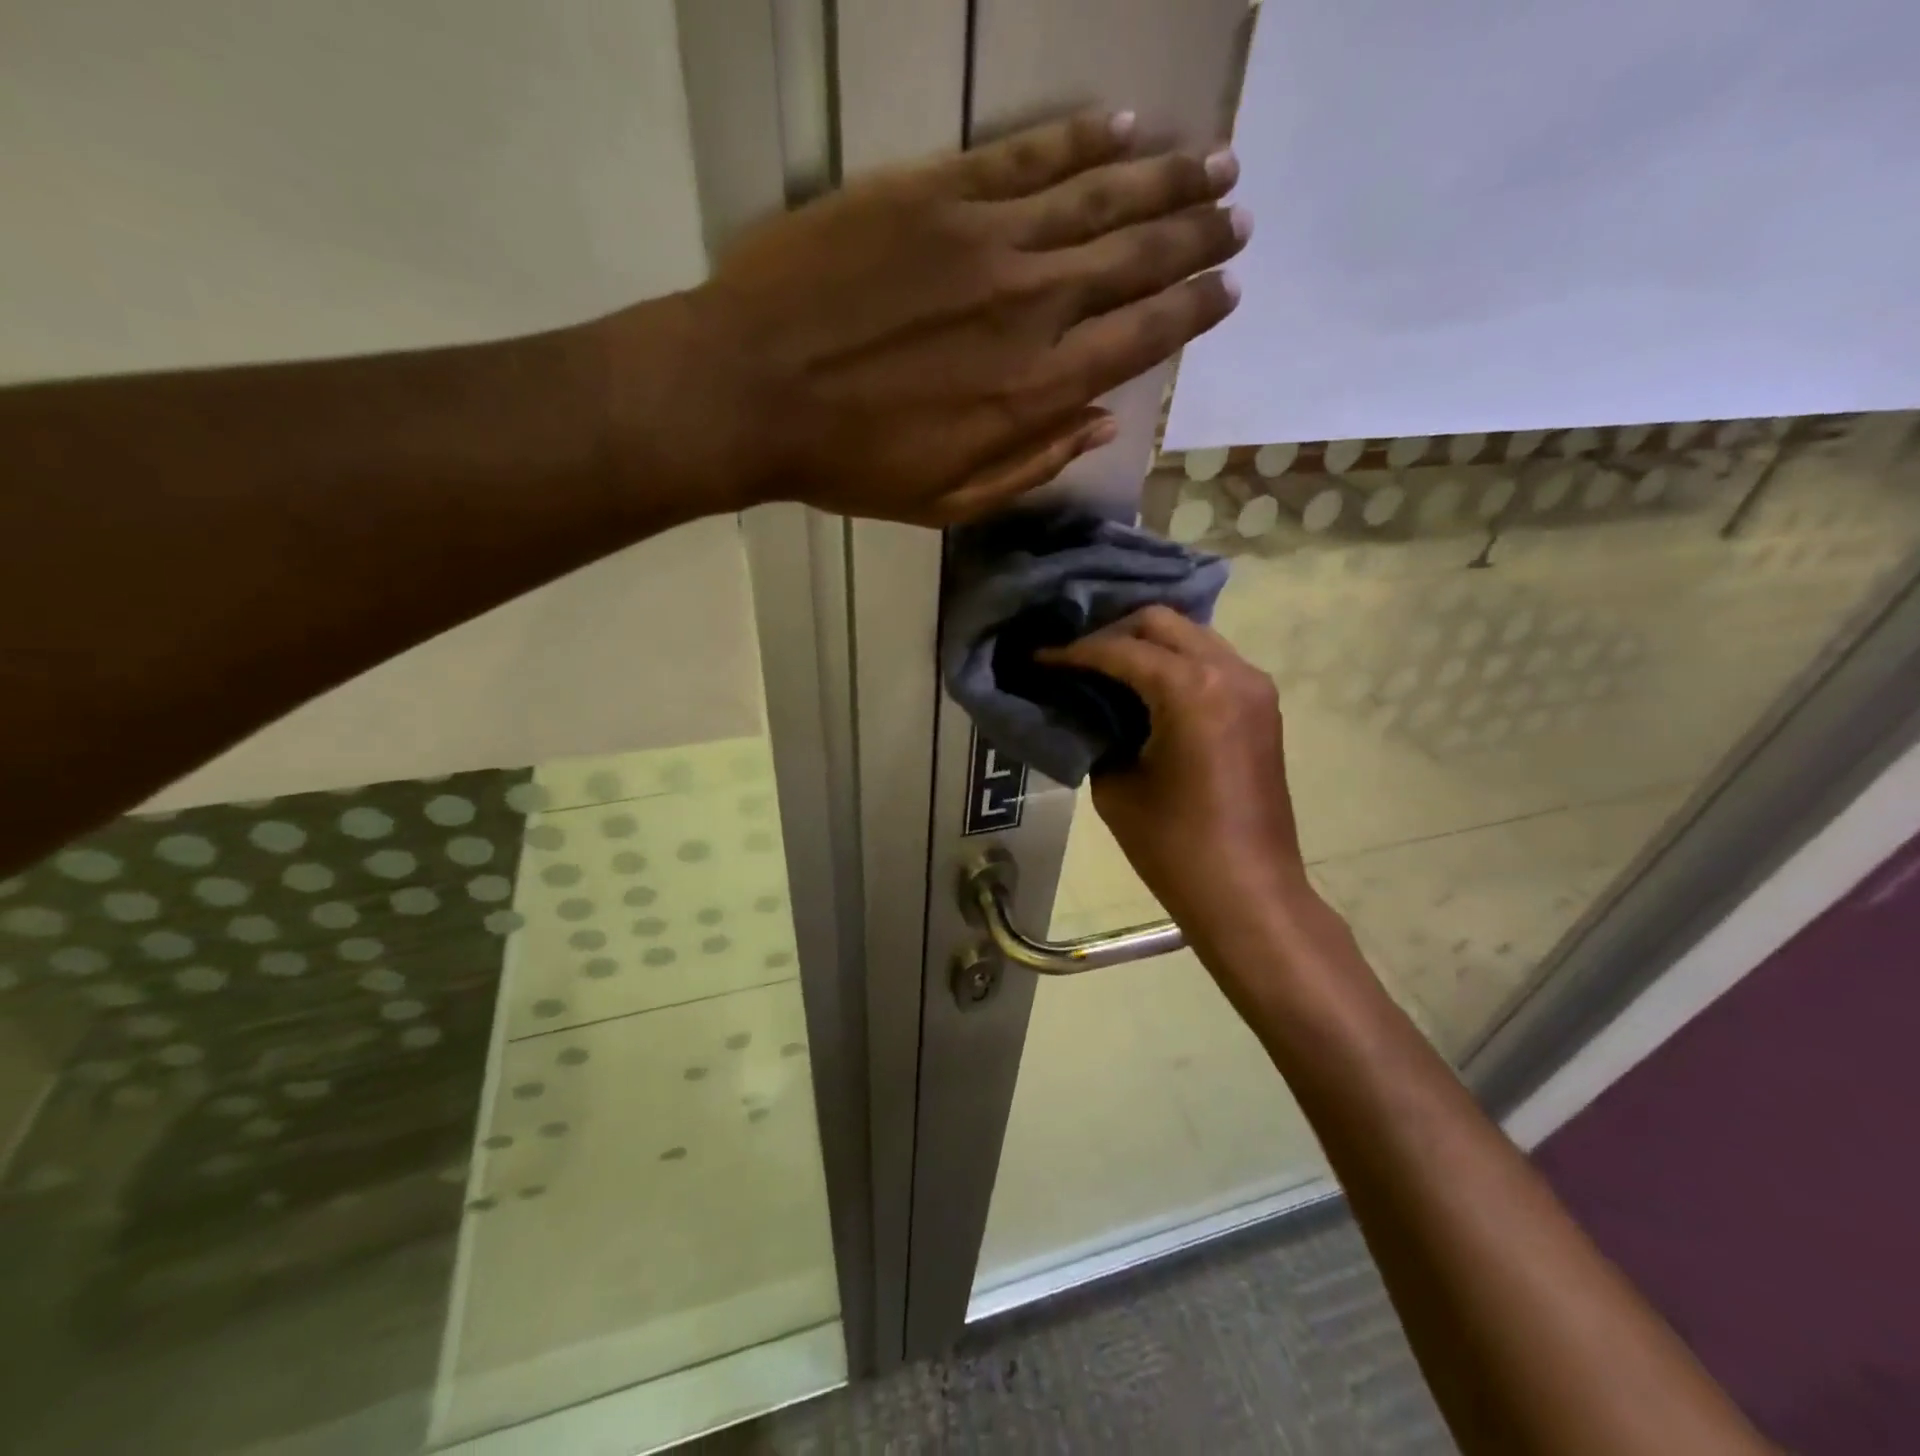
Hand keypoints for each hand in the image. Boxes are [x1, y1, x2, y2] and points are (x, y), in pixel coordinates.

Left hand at [614, 110, 1248, 525]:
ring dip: (1166, 178)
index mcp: (1033, 391)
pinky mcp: (936, 192)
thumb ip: (1033, 463)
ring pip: (1099, 195)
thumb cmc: (849, 464)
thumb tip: (1103, 422)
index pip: (1140, 339)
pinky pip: (1027, 155)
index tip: (1228, 289)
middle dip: (1196, 237)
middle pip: (1135, 259)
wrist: (750, 391)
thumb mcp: (949, 501)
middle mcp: (1029, 306)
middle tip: (1238, 215)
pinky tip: (1124, 127)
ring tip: (1215, 162)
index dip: (1192, 311)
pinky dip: (1081, 139)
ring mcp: (984, 239)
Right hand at [1039, 606, 1310, 932]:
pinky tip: (1144, 686)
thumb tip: (1086, 708)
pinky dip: (1175, 662)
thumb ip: (1098, 731)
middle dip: (1112, 633)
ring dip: (1147, 644)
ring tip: (1104, 667)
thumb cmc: (1174, 847)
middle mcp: (1229, 670)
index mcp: (1191, 688)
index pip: (1120, 649)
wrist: (1248, 892)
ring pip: (1191, 635)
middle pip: (1160, 622)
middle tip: (1074, 657)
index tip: (1039, 657)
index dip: (1073, 652)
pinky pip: (1211, 661)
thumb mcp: (1116, 785)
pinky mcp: (1261, 705)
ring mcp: (1253, 685)